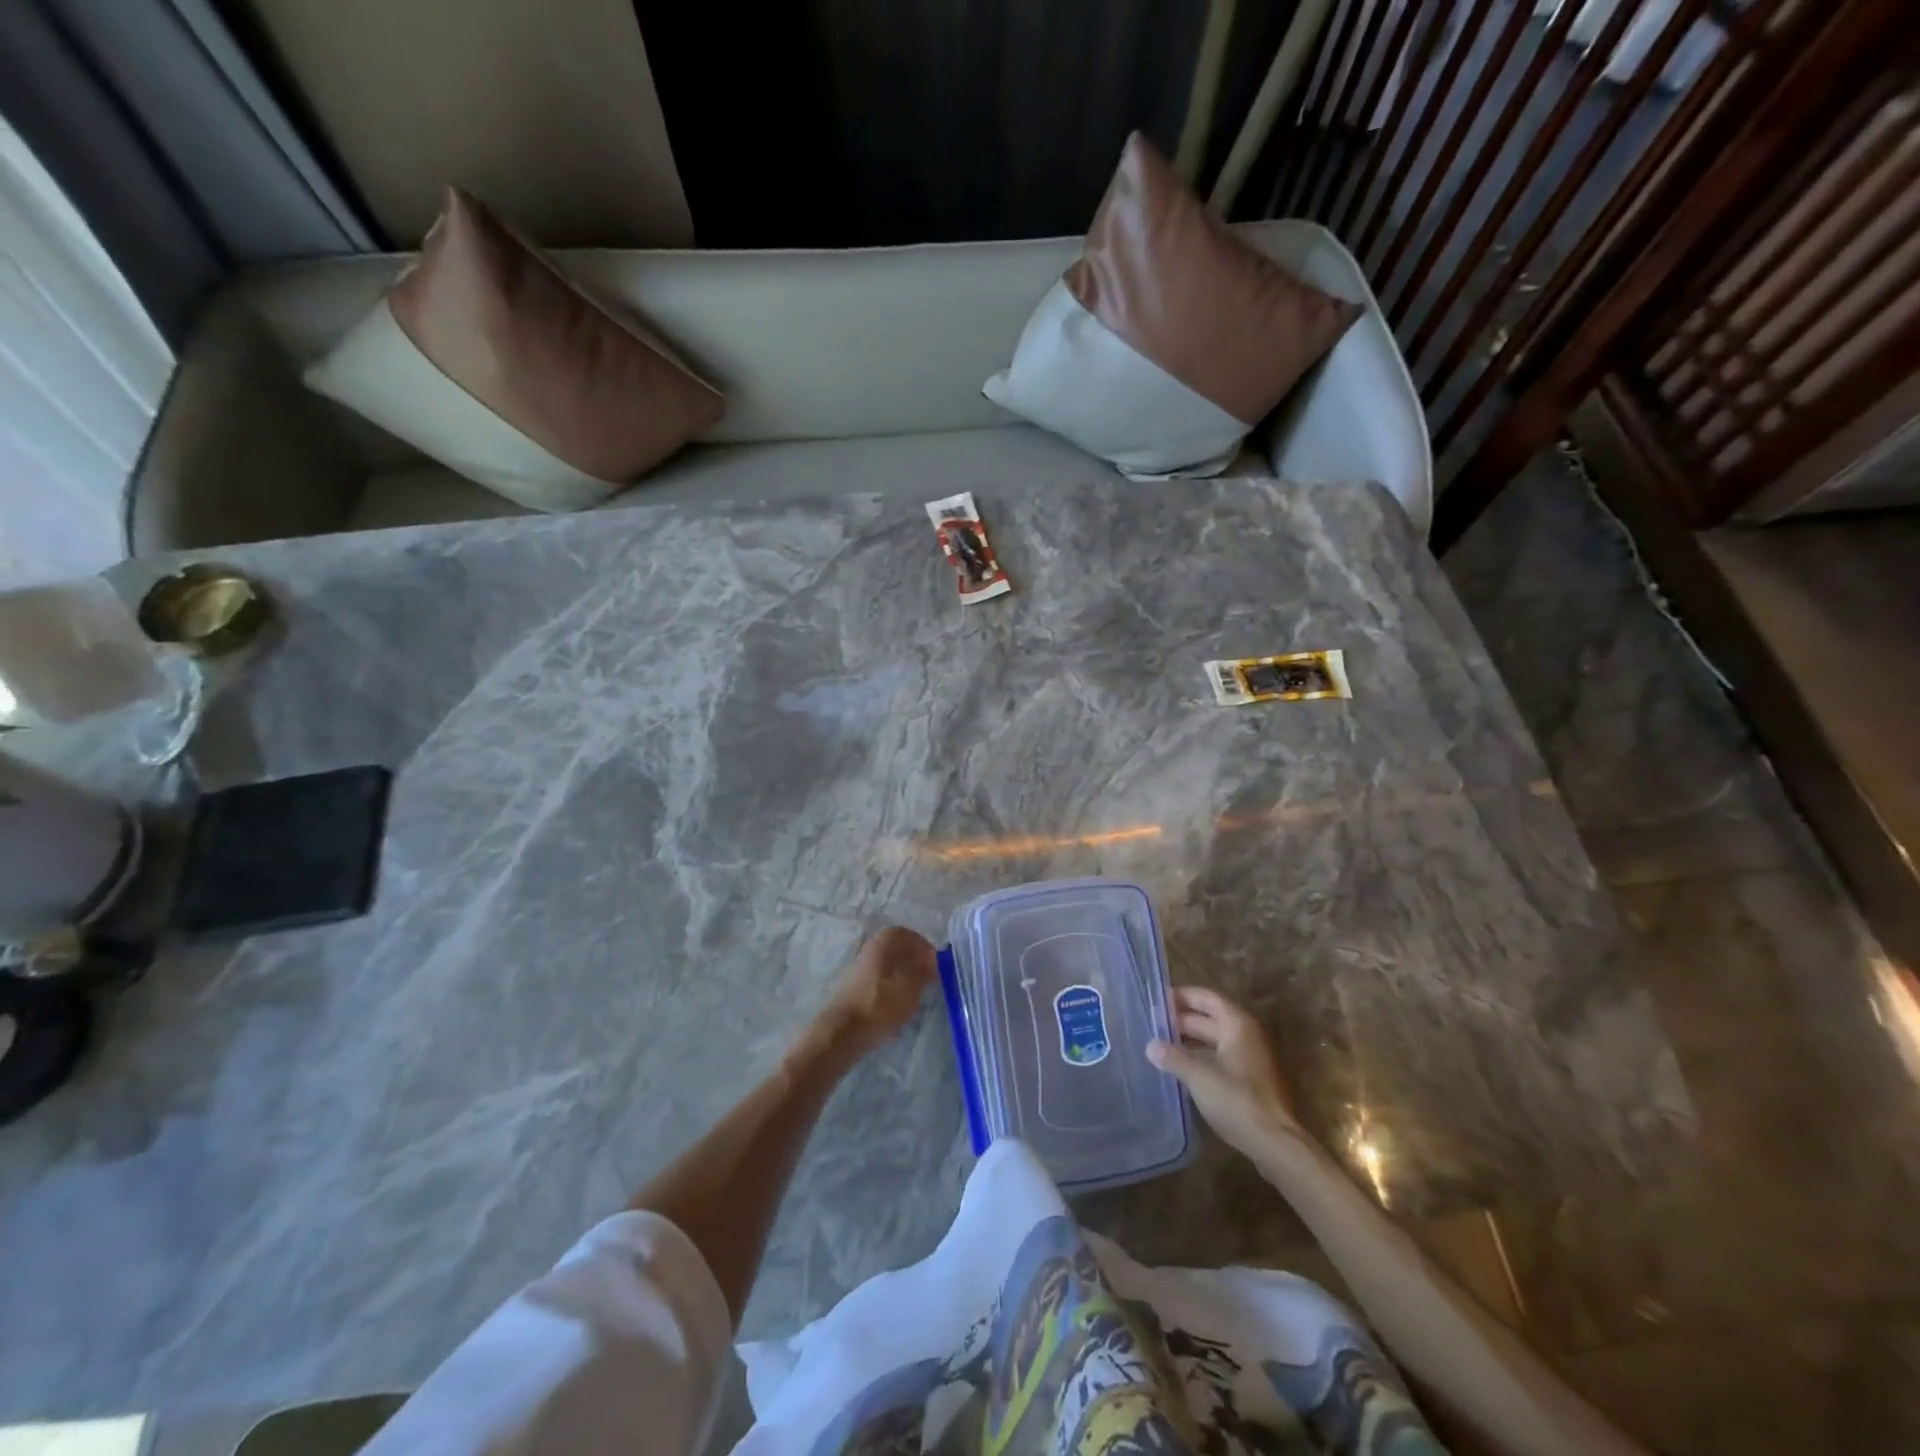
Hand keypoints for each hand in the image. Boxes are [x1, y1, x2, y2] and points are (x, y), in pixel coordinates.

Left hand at [821, 926, 937, 1055]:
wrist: (843, 1032)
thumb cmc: (881, 1004)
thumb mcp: (911, 986)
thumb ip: (924, 970)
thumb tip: (931, 961)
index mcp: (884, 942)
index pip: (908, 935)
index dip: (924, 947)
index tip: (936, 964)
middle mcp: (870, 949)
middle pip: (898, 950)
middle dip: (915, 963)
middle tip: (929, 980)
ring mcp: (860, 970)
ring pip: (889, 968)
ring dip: (905, 978)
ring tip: (916, 997)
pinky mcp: (856, 989)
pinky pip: (881, 984)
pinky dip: (893, 992)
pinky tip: (899, 1009)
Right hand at [1147, 987, 1298, 1158]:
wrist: (1275, 1144)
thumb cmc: (1237, 1100)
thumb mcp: (1199, 1076)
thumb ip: (1172, 1057)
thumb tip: (1150, 1045)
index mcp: (1237, 1025)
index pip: (1207, 998)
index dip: (1182, 996)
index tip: (1156, 1001)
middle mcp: (1245, 1036)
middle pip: (1209, 1019)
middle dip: (1181, 1021)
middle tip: (1151, 1026)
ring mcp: (1249, 1060)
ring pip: (1213, 1041)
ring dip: (1188, 1042)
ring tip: (1159, 1046)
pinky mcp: (1248, 1082)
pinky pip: (1218, 1060)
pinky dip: (1198, 1059)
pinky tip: (1178, 1069)